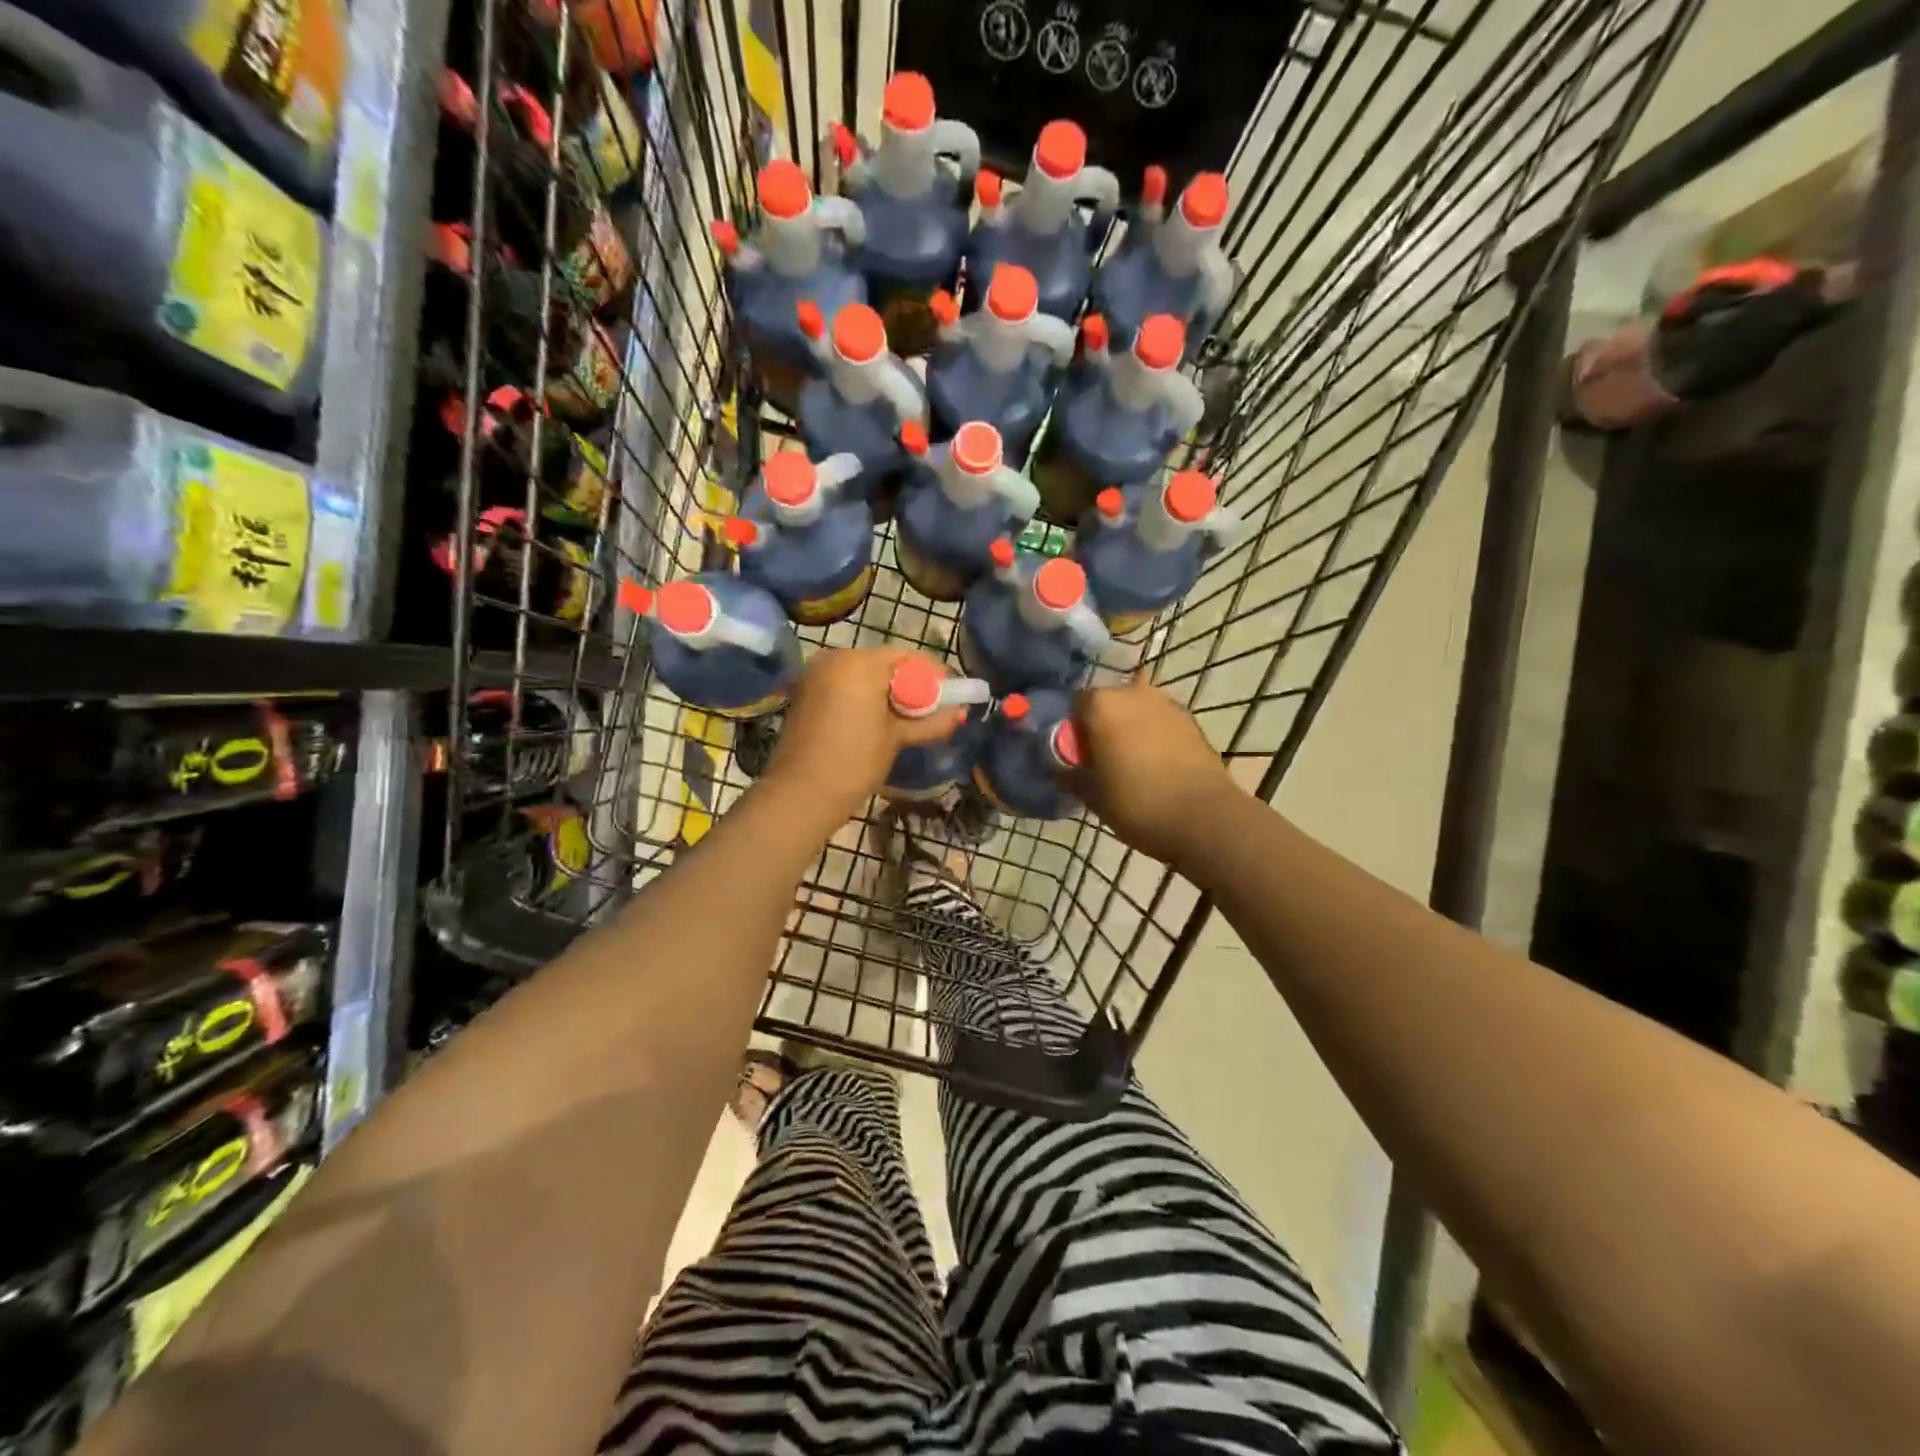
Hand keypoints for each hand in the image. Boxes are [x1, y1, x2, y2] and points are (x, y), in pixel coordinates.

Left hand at [763, 648, 967, 824]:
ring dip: (886, 693)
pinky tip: (877, 722)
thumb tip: (962, 711)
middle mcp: (835, 658)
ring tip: (906, 720)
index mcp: (859, 663)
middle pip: (884, 664)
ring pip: (863, 675)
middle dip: (909, 685)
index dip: (931, 675)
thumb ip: (932, 720)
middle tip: (931, 711)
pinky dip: (863, 698)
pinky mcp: (806, 692)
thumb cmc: (855, 762)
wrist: (801, 794)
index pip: (906, 657)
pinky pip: (844, 686)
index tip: (950, 696)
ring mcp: (816, 674)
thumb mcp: (898, 738)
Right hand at [1069, 680, 1240, 866]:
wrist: (1204, 818)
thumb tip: (1059, 768)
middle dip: (1101, 726)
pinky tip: (1155, 766)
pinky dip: (1153, 736)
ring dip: (1129, 729)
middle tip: (1101, 762)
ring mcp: (1166, 703)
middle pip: (1107, 703)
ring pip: (1136, 711)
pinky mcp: (1191, 720)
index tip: (1076, 758)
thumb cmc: (1137, 803)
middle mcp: (1133, 692)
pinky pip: (1160, 722)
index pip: (1074, 705)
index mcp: (1101, 704)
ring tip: (1130, 764)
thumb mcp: (1091, 795)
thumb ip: (1068, 775)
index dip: (1072, 731)